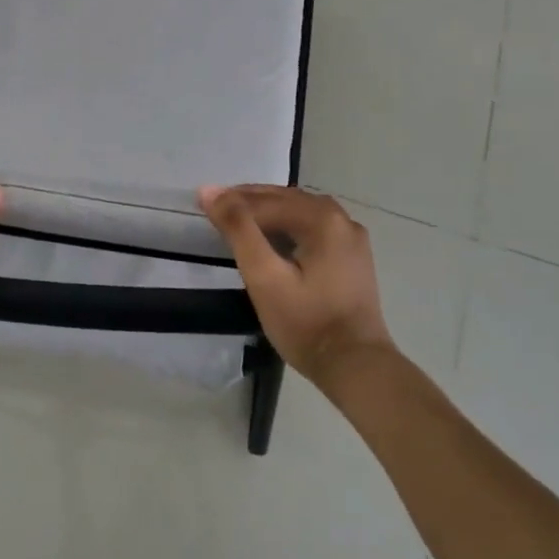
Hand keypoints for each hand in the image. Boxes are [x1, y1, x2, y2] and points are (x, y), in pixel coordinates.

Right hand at [199, 185, 396, 388]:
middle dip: (249, 201)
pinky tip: (272, 239)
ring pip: (300, 212)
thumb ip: (238, 229)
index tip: (202, 203)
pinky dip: (288, 226)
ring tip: (239, 221)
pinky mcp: (353, 258)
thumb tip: (210, 191)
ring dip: (269, 212)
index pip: (266, 201)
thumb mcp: (264, 276)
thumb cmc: (306, 322)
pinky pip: (314, 228)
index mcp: (322, 218)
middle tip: (216, 210)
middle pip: (286, 199)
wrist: (356, 367)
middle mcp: (341, 219)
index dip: (231, 201)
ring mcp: (351, 238)